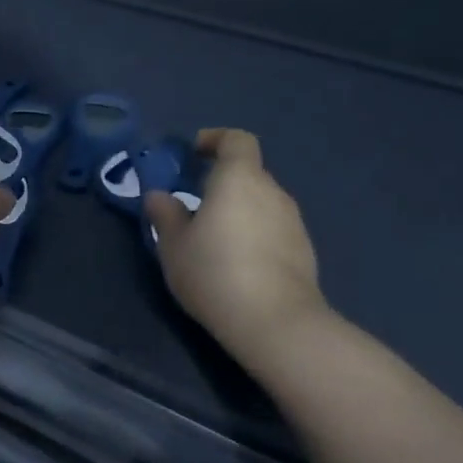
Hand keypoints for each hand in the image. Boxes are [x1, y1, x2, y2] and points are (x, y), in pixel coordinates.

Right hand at [145, 128, 328, 356]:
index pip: (236, 140)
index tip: (194, 152)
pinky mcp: (304, 251)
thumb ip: (165, 214)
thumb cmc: (214, 272)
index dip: (215, 139)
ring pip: (261, 203)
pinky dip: (254, 234)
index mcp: (239, 179)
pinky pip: (273, 228)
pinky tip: (237, 263)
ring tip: (213, 238)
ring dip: (238, 210)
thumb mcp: (173, 245)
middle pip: (248, 173)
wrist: (274, 323)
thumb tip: (159, 196)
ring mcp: (293, 222)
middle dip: (221, 182)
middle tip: (193, 204)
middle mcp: (272, 192)